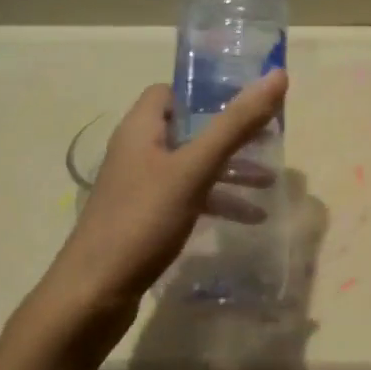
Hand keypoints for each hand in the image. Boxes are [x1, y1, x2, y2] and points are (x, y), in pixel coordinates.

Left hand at [9, 71, 288, 362]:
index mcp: (141, 130)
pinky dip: (218, 201)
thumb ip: (235, 124)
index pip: (171, 92)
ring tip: (269, 183)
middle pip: (189, 129)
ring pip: (193, 166)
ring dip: (230, 171)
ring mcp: (140, 188)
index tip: (246, 99)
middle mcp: (138, 152)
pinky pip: (189, 197)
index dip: (206, 91)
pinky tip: (249, 219)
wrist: (93, 294)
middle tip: (269, 138)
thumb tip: (277, 75)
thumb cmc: (142, 221)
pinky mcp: (146, 219)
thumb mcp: (194, 169)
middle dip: (230, 134)